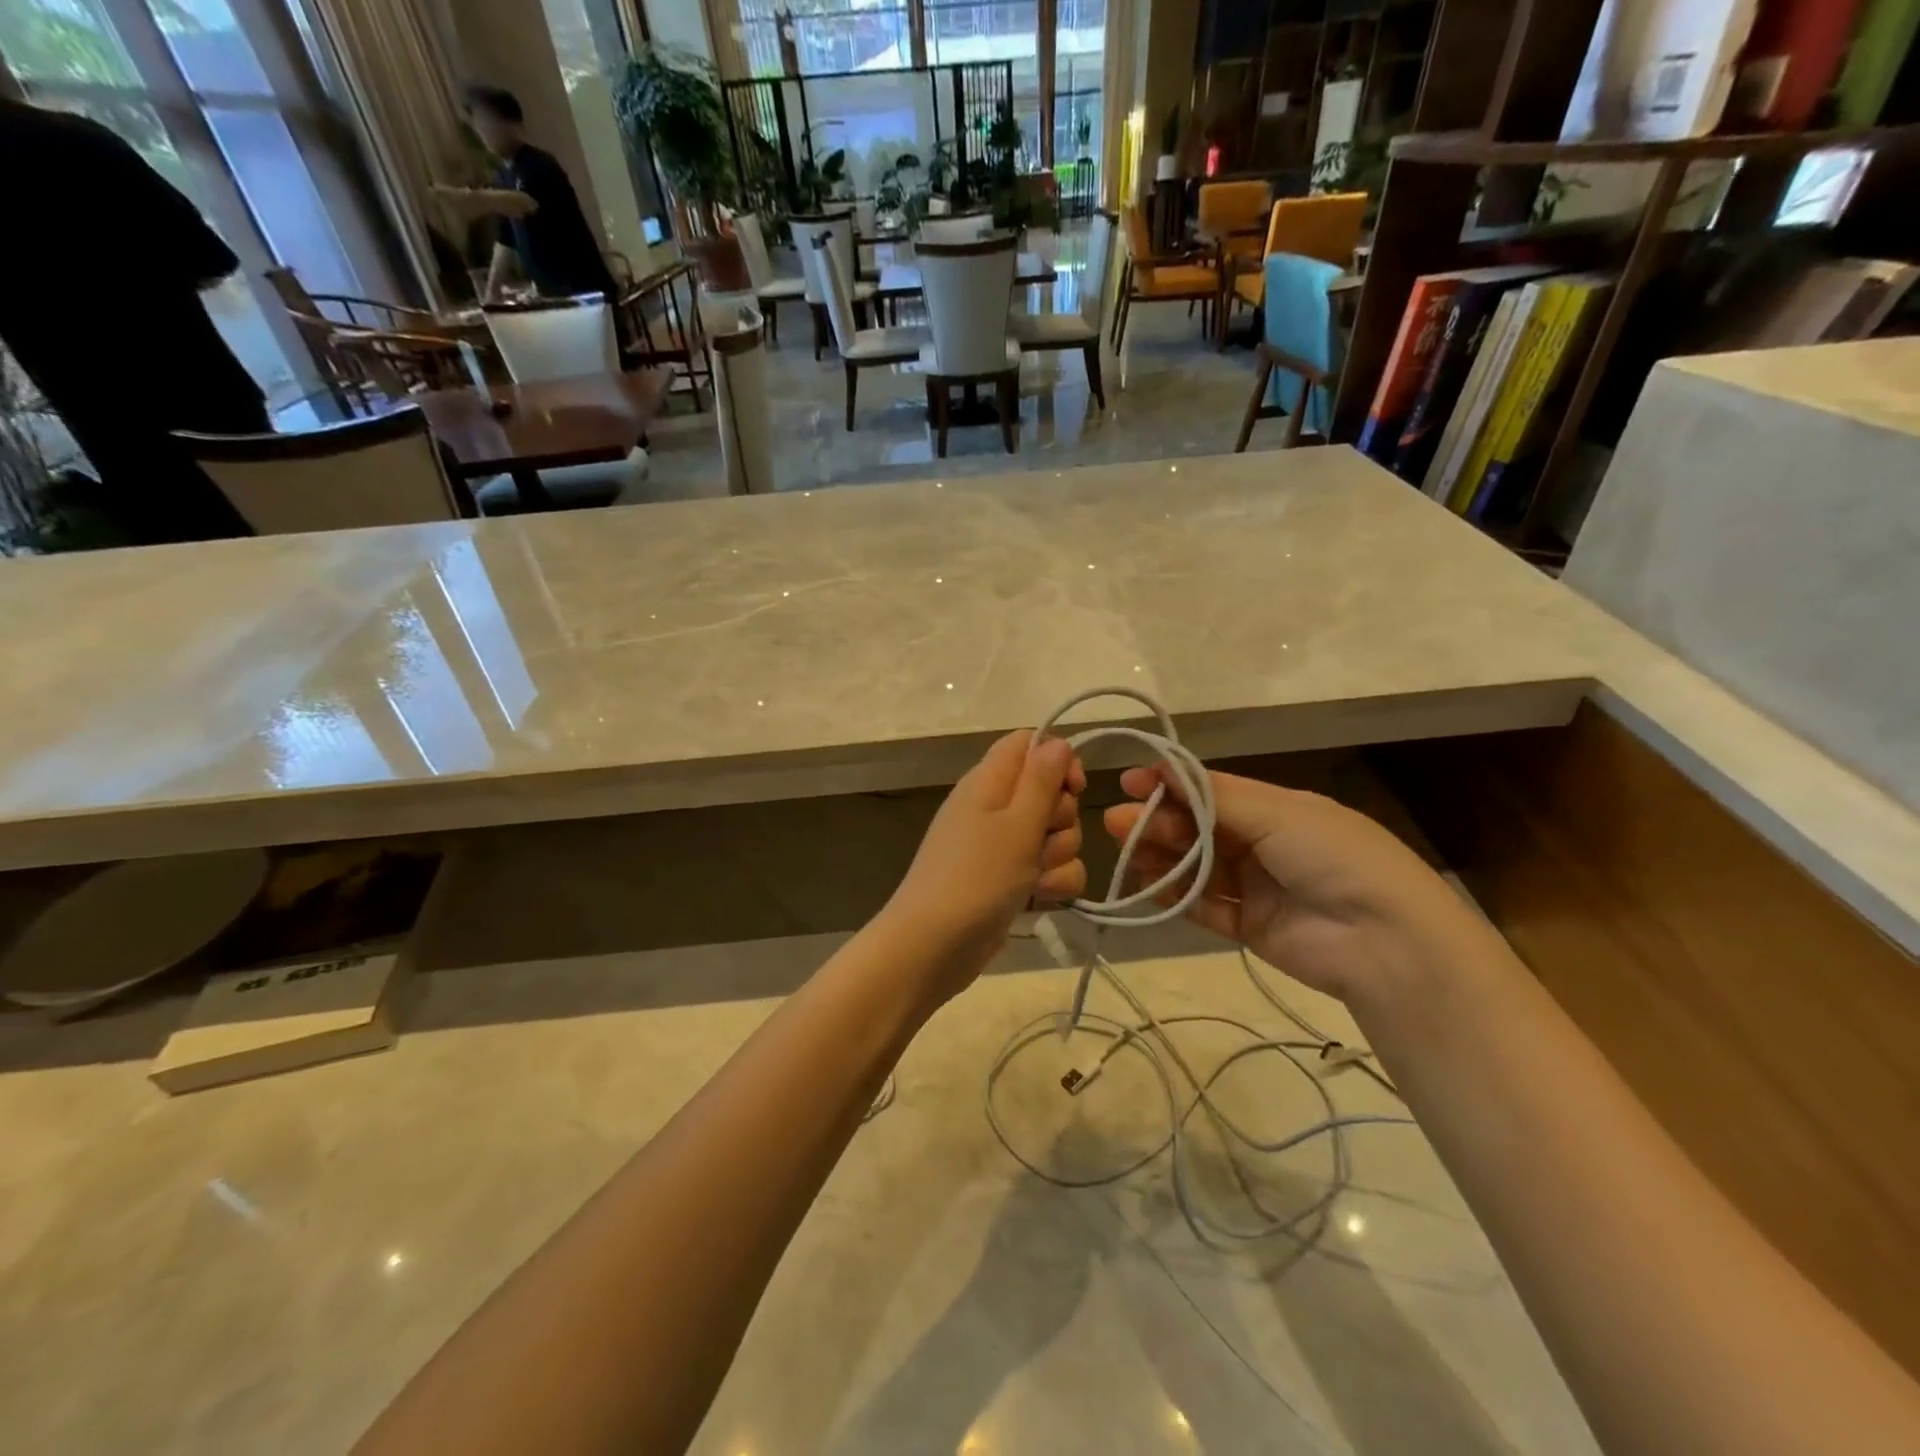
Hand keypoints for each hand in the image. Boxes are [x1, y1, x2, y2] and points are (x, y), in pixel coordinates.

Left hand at [881, 731, 1086, 1001]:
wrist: (933, 947)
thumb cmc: (976, 877)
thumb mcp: (1016, 823)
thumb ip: (1041, 780)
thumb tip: (1057, 742)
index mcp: (989, 781)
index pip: (1030, 744)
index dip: (1058, 759)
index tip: (1074, 787)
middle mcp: (995, 807)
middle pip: (1050, 792)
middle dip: (1062, 818)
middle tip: (1042, 839)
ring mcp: (1001, 846)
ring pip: (1055, 834)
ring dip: (1059, 856)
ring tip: (1036, 878)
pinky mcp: (1009, 880)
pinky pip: (1048, 869)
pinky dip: (1052, 883)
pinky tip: (1040, 899)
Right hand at [1105, 767, 1493, 1004]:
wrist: (1383, 940)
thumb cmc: (1330, 856)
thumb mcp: (1275, 813)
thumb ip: (1213, 796)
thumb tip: (1163, 766)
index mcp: (1275, 808)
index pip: (1211, 791)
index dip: (1170, 786)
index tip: (1129, 783)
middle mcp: (1262, 843)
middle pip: (1197, 828)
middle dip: (1157, 822)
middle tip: (1117, 823)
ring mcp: (1255, 886)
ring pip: (1195, 866)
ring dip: (1161, 857)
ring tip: (1128, 853)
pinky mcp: (1249, 926)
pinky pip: (1203, 906)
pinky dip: (1175, 896)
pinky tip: (1148, 884)